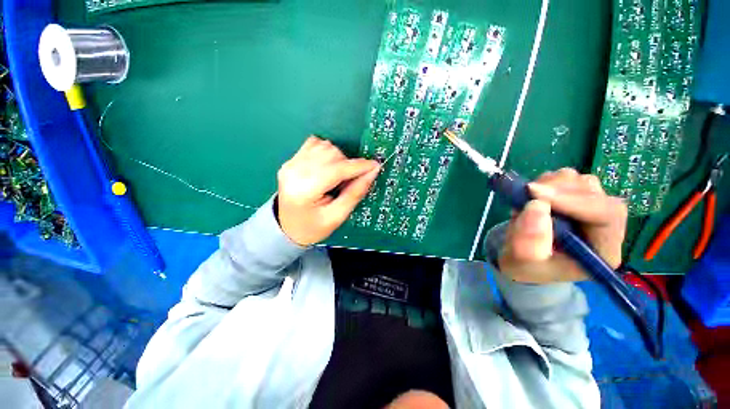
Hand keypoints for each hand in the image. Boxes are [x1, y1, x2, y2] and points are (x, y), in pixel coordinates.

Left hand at [276, 136, 380, 245]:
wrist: (288, 228)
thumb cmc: (313, 227)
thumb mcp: (337, 216)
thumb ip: (355, 193)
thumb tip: (372, 172)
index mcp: (304, 191)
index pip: (336, 169)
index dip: (358, 166)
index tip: (374, 166)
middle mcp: (294, 172)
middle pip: (331, 154)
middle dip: (347, 164)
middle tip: (349, 181)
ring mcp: (290, 164)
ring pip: (325, 146)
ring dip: (338, 158)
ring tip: (337, 176)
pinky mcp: (291, 160)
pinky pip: (315, 144)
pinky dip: (327, 152)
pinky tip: (327, 167)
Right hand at [498, 168, 627, 283]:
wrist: (522, 260)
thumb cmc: (526, 267)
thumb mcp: (523, 262)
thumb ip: (529, 242)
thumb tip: (536, 206)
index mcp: (602, 250)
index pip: (606, 216)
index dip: (574, 201)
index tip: (536, 194)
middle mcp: (604, 227)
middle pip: (595, 194)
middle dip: (559, 190)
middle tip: (527, 193)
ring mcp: (591, 209)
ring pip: (580, 181)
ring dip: (551, 185)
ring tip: (528, 200)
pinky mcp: (576, 198)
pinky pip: (567, 178)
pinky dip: (546, 182)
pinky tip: (534, 197)